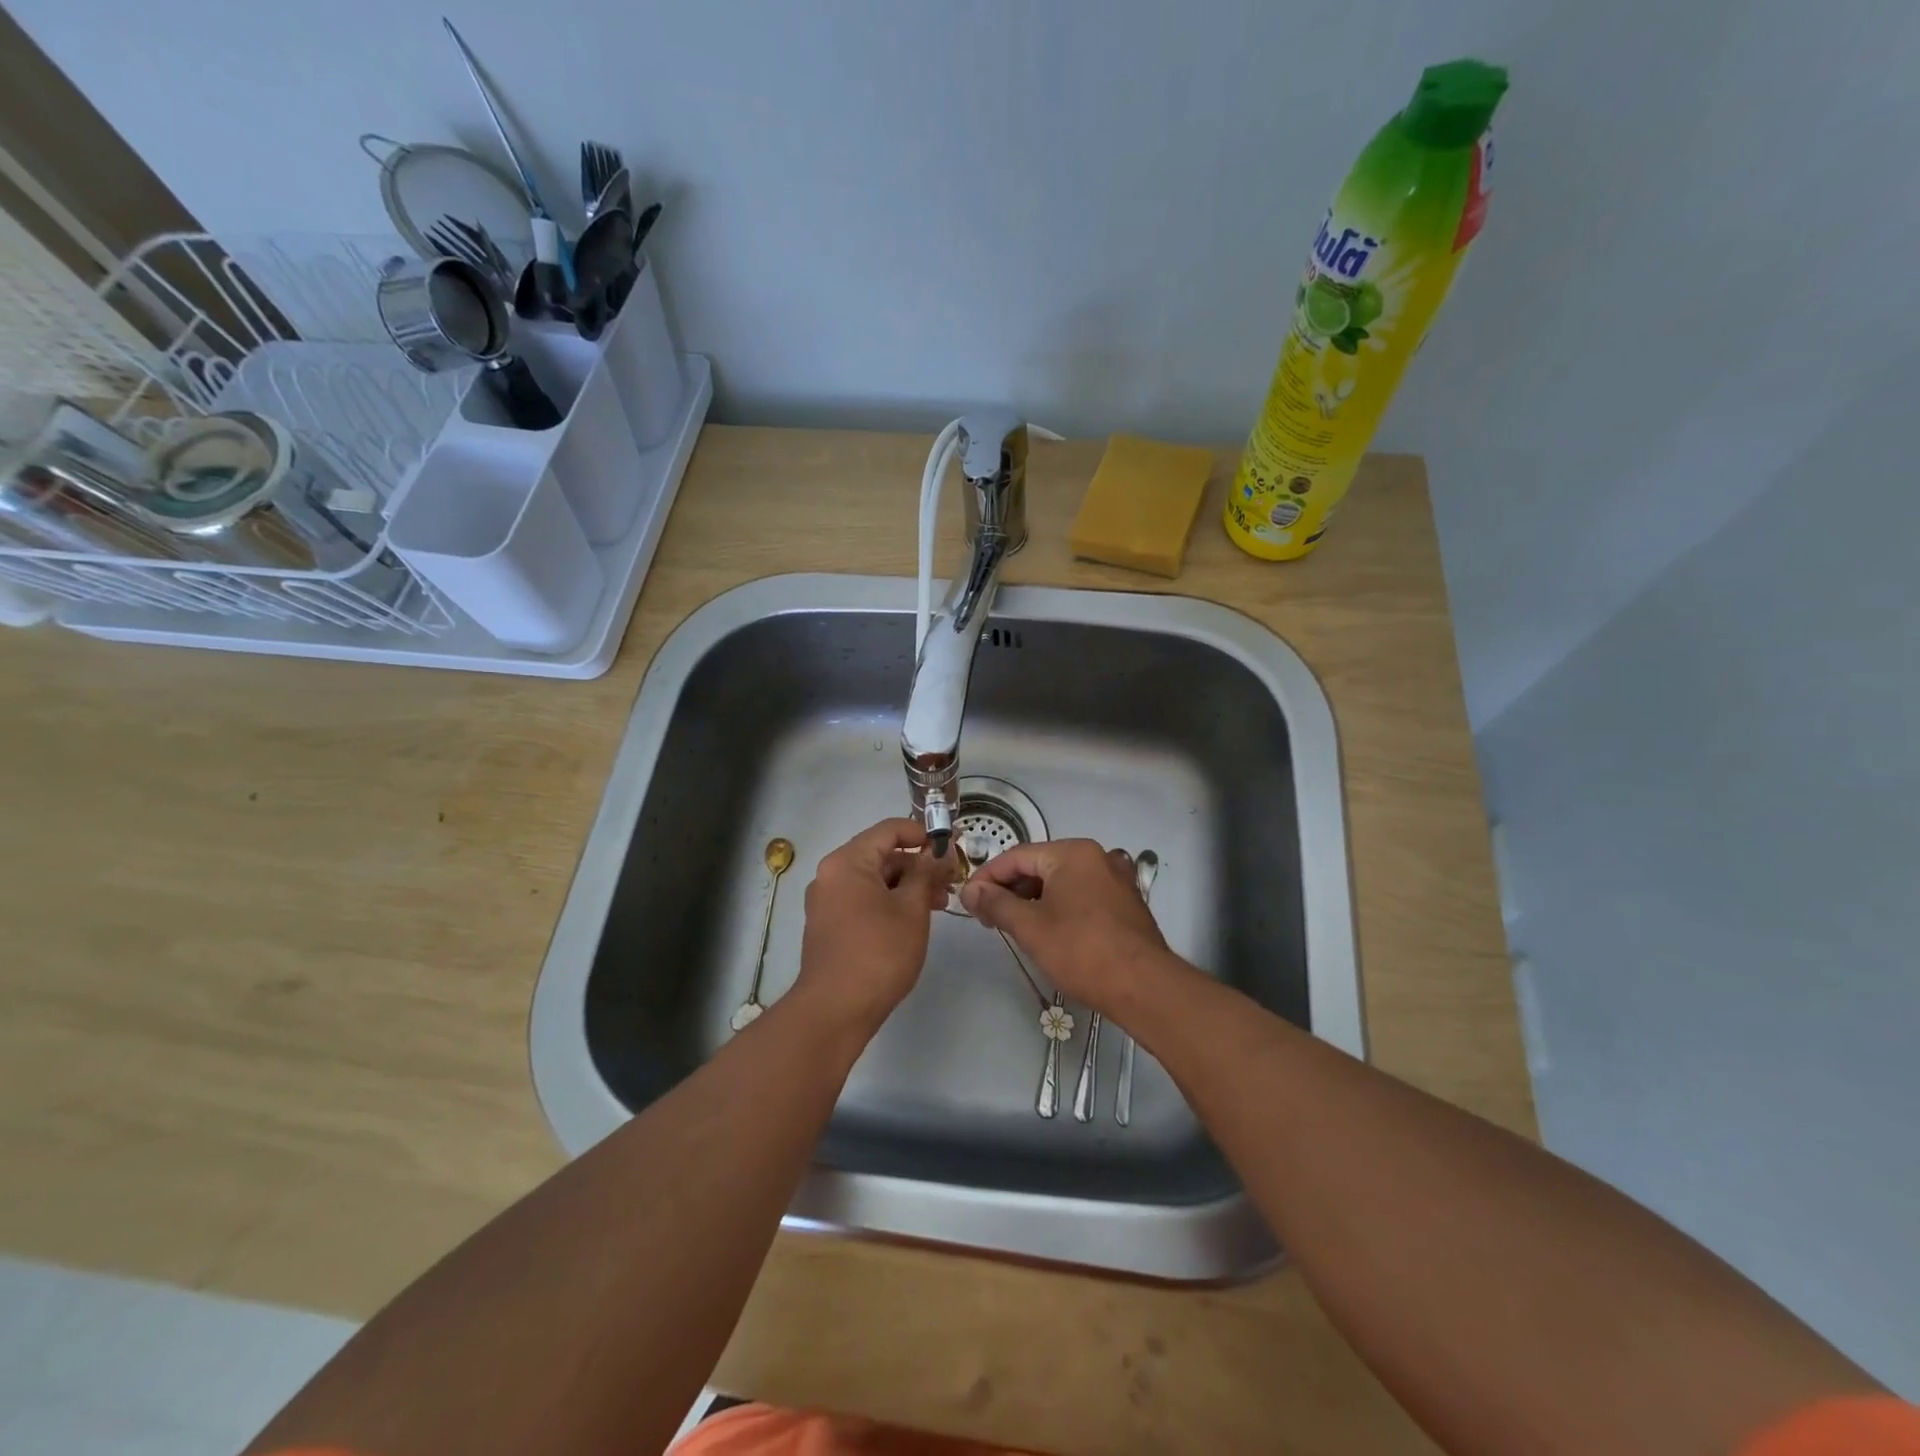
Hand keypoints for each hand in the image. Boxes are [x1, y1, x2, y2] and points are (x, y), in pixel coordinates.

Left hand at [793, 817, 953, 1036]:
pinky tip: (914, 919)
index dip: (923, 834)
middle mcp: (831, 875)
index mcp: (847, 862)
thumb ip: (926, 873)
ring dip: (907, 885)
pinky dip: (890, 901)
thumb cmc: (878, 953)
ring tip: (939, 904)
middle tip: (950, 882)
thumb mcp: (911, 909)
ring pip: (874, 880)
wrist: (835, 1010)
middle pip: (881, 855)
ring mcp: (827, 901)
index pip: (890, 830)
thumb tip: (939, 852)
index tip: (951, 846)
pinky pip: (864, 899)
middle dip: (918, 865)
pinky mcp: (830, 925)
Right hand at [959, 839, 1175, 1013]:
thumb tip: (970, 890)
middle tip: (988, 918)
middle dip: (1010, 890)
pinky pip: (1082, 895)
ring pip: (1061, 882)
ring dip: (1033, 900)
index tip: (968, 901)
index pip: (1016, 856)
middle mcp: (1096, 856)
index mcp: (1072, 853)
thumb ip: (996, 903)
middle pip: (1040, 866)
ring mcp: (1115, 879)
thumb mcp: (1030, 927)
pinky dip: (1059, 907)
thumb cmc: (1081, 951)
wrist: (1144, 986)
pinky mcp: (1125, 902)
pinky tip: (1049, 932)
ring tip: (1015, 928)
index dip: (987, 877)